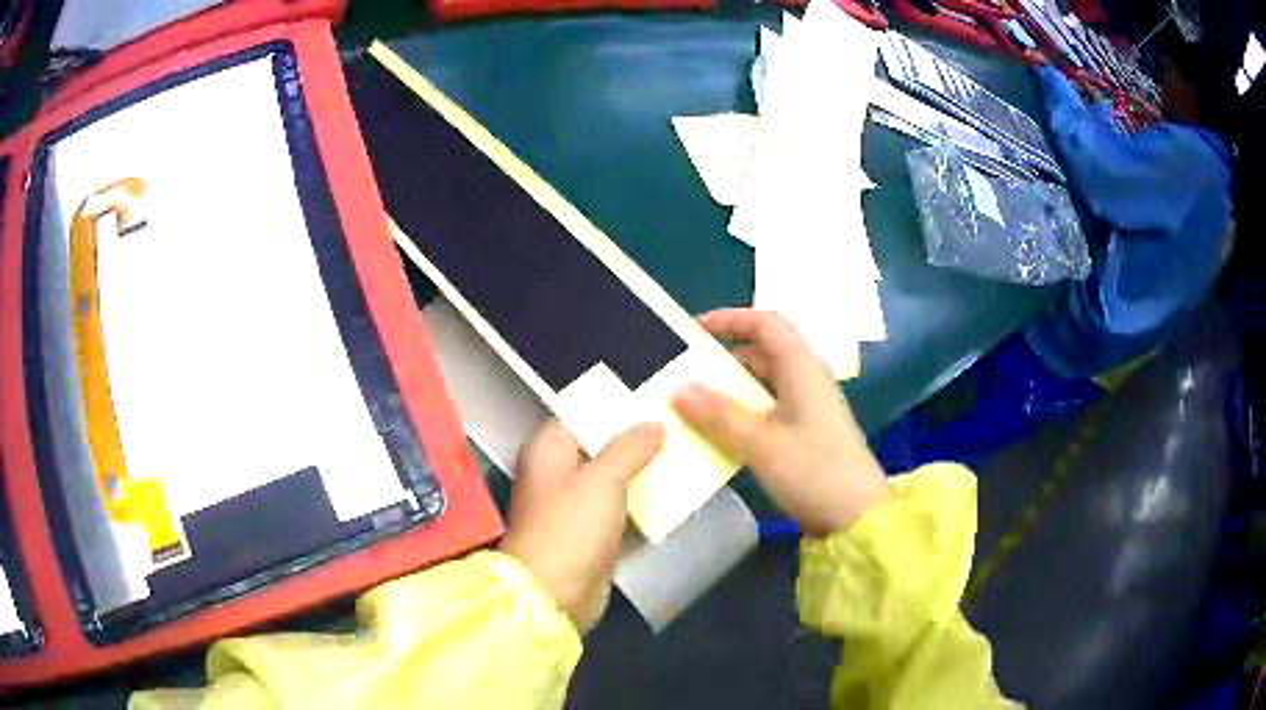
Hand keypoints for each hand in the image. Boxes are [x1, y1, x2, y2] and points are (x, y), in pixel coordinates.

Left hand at [499, 420, 663, 632]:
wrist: (554, 594)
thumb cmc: (571, 528)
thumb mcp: (603, 479)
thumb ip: (630, 447)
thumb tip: (654, 422)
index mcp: (547, 450)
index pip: (580, 415)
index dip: (613, 408)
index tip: (652, 402)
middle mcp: (556, 473)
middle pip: (598, 447)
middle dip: (634, 440)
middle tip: (676, 427)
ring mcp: (572, 507)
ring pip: (611, 479)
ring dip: (640, 472)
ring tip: (681, 454)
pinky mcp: (589, 535)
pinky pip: (618, 508)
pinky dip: (639, 501)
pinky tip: (671, 493)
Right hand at [672, 309, 886, 536]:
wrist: (857, 516)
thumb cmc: (813, 471)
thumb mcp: (761, 444)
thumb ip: (719, 415)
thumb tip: (678, 388)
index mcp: (801, 368)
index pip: (766, 323)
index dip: (730, 319)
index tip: (694, 332)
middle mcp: (807, 379)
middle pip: (764, 352)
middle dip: (725, 359)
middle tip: (686, 374)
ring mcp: (810, 406)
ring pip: (765, 383)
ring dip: (732, 389)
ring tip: (694, 404)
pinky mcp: (808, 431)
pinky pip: (770, 408)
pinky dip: (744, 412)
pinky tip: (721, 433)